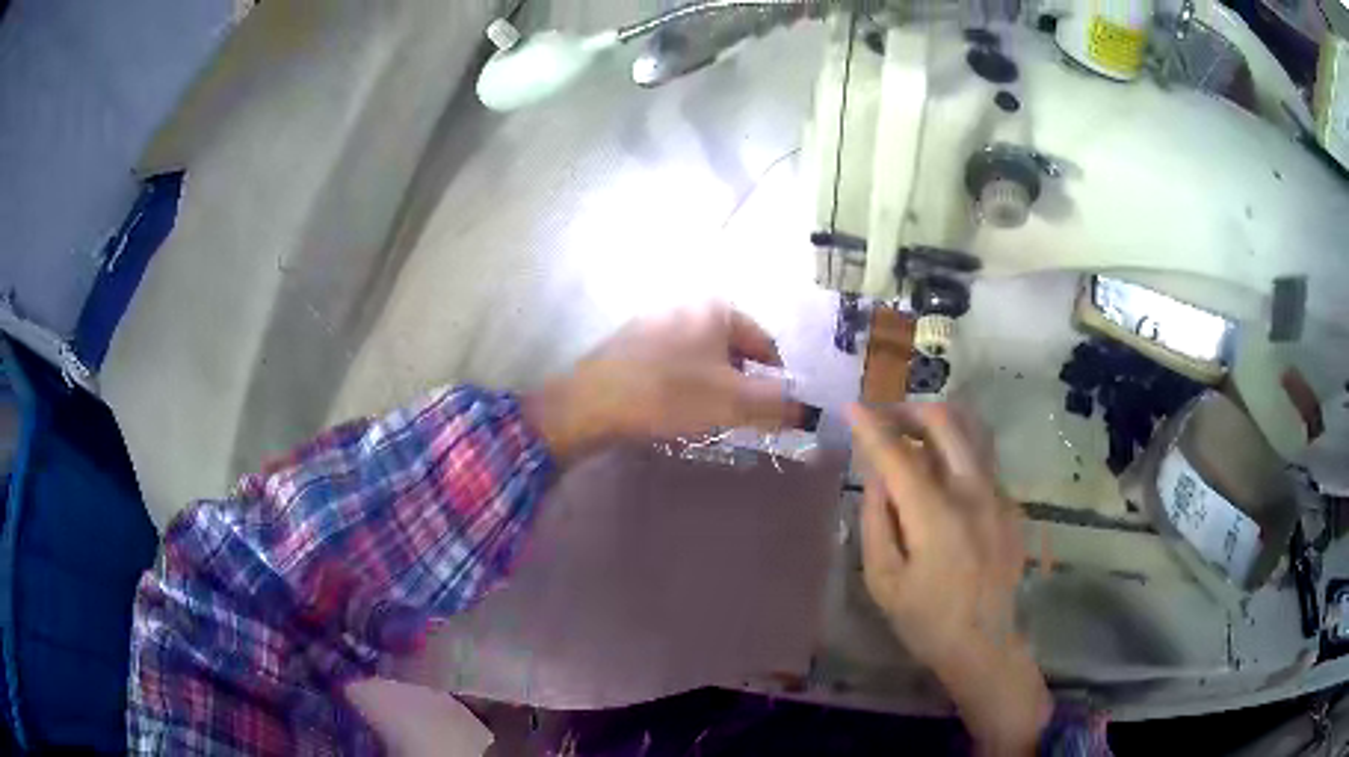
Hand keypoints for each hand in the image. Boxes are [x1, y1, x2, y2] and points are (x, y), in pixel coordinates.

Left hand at [524, 303, 802, 462]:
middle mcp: (687, 305)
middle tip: (732, 417)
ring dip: (710, 386)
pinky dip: (681, 384)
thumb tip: (809, 412)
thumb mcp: (734, 402)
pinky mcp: (630, 341)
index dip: (773, 381)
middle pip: (732, 350)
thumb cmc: (670, 395)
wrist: (590, 404)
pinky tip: (669, 409)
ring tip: (700, 417)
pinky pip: (672, 362)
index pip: (765, 344)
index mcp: (717, 309)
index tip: (767, 412)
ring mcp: (654, 321)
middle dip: (739, 384)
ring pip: (701, 358)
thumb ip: (777, 406)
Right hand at [847, 402, 1050, 755]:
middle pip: (944, 422)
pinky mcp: (1011, 504)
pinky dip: (956, 450)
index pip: (898, 455)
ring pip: (972, 430)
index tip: (851, 406)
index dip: (870, 426)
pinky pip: (982, 459)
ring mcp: (999, 495)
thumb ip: (876, 521)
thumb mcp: (883, 580)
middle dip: (907, 411)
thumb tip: (877, 475)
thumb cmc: (926, 620)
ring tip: (912, 434)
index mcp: (936, 516)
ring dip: (937, 422)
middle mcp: (973, 493)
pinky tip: (940, 476)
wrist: (985, 644)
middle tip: (883, 420)